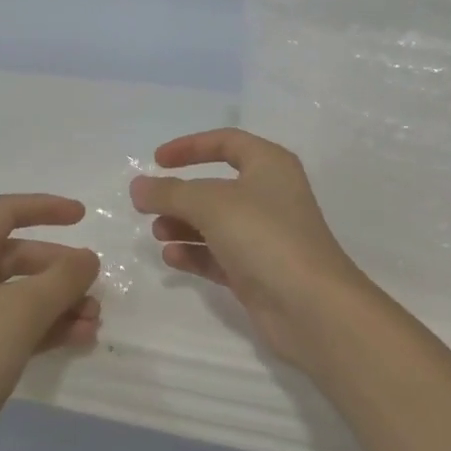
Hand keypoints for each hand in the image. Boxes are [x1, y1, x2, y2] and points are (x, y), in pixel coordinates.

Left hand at [0, 194, 100, 450]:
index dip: (46, 208)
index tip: (84, 217)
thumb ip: (62, 278)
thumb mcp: (22, 312)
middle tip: (95, 289)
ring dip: (58, 303)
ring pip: (18, 294)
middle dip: (60, 270)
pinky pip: (11, 324)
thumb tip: (87, 258)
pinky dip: (43, 327)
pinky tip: (76, 340)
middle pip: (17, 256)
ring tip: (93, 323)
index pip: (6, 211)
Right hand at [130, 129, 379, 374]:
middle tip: (148, 206)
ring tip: (158, 233)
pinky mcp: (258, 272)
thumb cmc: (265, 236)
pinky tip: (171, 257)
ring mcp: (265, 236)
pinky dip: (195, 253)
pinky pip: (219, 255)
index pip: (226, 143)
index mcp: (269, 165)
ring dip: (184, 225)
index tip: (157, 160)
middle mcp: (270, 196)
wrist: (312, 307)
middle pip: (216, 187)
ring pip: (215, 223)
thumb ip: (170, 192)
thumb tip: (138, 186)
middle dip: (181, 195)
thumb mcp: (210, 204)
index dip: (190, 147)